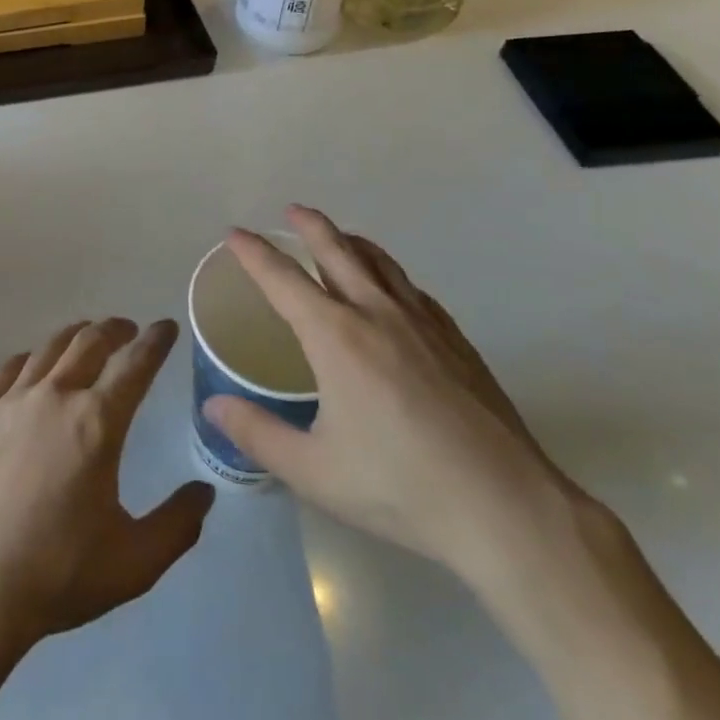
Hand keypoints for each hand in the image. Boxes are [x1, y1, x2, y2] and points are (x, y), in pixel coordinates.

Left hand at [0, 319, 214, 649]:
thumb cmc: (58, 573)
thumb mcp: (135, 561)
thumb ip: (177, 524)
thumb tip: (204, 492)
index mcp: (97, 422)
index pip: (135, 364)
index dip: (156, 341)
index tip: (166, 327)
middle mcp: (55, 396)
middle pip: (90, 342)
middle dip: (115, 330)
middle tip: (128, 331)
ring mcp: (10, 402)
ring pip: (48, 348)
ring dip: (75, 336)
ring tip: (86, 337)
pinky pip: (7, 370)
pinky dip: (28, 359)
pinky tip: (31, 365)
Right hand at [205, 207, 581, 588]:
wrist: (506, 509)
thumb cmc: (400, 488)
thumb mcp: (313, 470)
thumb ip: (257, 433)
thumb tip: (212, 406)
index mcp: (336, 337)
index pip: (283, 279)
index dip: (255, 253)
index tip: (235, 234)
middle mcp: (377, 315)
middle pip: (338, 252)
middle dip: (311, 226)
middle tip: (292, 210)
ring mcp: (424, 325)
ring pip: (381, 264)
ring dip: (353, 242)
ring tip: (340, 236)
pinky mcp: (457, 342)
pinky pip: (413, 290)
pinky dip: (390, 274)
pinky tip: (393, 289)